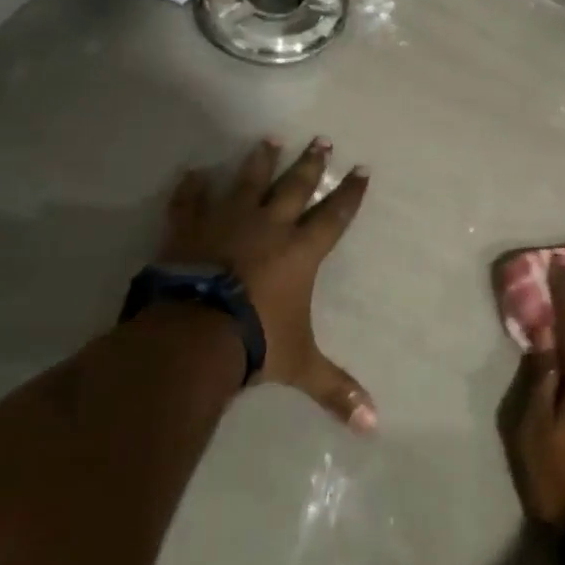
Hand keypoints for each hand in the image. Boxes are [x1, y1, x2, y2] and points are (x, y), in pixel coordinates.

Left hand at [161, 137, 375, 431]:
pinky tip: (191, 171)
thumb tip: (374, 426)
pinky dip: (191, 188)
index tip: (361, 168)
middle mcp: (269, 227)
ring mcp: (227, 222)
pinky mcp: (190, 229)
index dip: (350, 193)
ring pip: (248, 181)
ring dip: (260, 160)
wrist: (193, 335)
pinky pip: (190, 201)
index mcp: (300, 251)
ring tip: (269, 138)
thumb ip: (335, 390)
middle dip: (311, 163)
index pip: (334, 215)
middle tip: (322, 138)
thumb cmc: (255, 342)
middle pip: (296, 186)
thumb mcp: (300, 365)